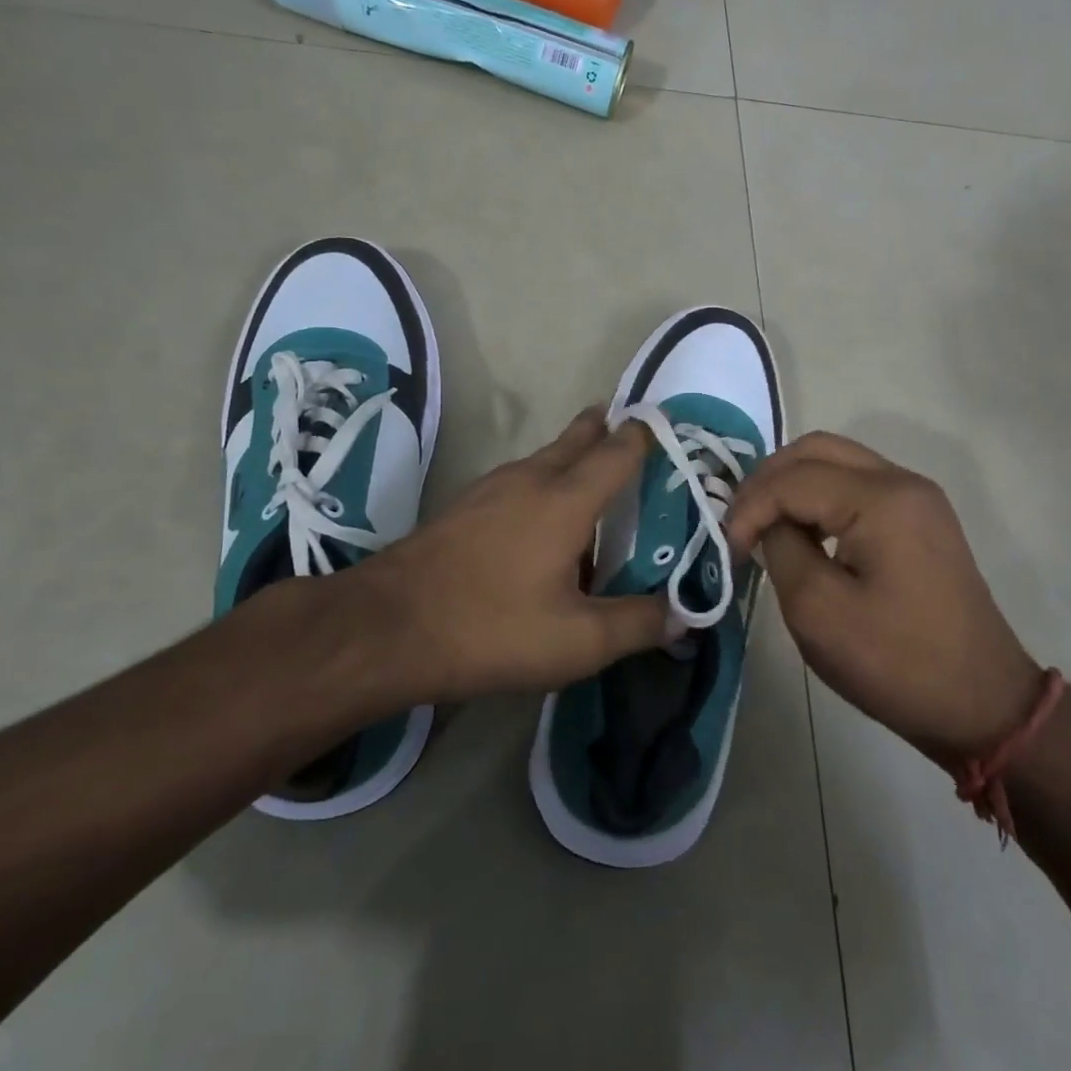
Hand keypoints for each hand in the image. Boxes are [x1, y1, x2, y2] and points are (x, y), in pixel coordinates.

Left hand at [343, 408, 667, 707]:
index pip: (619, 451)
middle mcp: (530, 479)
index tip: (670, 428)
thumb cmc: (491, 628)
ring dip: (572, 454)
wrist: (386, 628)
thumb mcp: (578, 641)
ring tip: (594, 472)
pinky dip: (543, 480)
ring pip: (544, 457)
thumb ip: (638, 625)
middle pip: (578, 438)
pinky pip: (517, 479)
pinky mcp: (463, 506)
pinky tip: (540, 515)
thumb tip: (685, 615)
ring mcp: (490, 488)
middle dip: (606, 429)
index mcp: (566, 500)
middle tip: (632, 431)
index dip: (647, 435)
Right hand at [725, 433, 1042, 763]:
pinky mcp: (920, 519)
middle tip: (739, 522)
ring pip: (837, 461)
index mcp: (881, 499)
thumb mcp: (817, 610)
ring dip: (793, 485)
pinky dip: (820, 498)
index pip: (793, 479)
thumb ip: (782, 549)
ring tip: (763, 525)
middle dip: (768, 480)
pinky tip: (803, 533)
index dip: (749, 508)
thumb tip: (771, 525)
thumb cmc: (896, 662)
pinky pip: (858, 485)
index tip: (729, 550)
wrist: (982, 704)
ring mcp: (917, 498)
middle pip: (816, 450)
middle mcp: (902, 482)